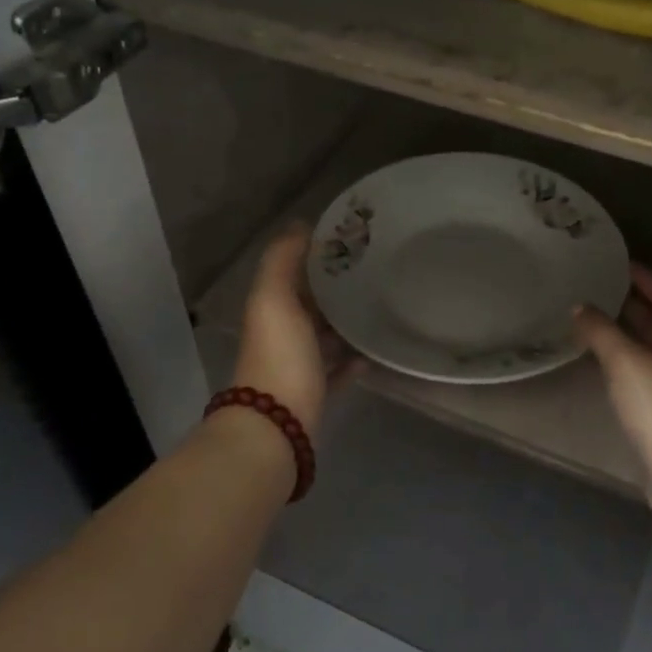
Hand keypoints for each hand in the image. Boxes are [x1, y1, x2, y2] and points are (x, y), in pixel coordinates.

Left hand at [232, 223, 359, 436]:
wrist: (277, 426)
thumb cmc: (279, 355)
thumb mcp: (274, 298)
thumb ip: (282, 260)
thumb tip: (299, 225)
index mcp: (271, 308)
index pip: (293, 273)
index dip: (316, 255)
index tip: (351, 241)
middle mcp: (282, 334)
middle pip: (311, 304)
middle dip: (336, 289)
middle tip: (376, 272)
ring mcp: (299, 366)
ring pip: (325, 337)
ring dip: (347, 324)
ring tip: (381, 308)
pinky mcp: (317, 392)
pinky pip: (339, 370)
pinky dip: (354, 360)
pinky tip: (376, 352)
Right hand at [575, 264, 651, 512]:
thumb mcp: (625, 362)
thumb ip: (600, 331)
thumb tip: (580, 307)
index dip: (646, 278)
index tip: (620, 263)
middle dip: (637, 302)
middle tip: (603, 287)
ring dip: (631, 331)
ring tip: (598, 317)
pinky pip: (651, 370)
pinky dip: (629, 357)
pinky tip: (606, 360)